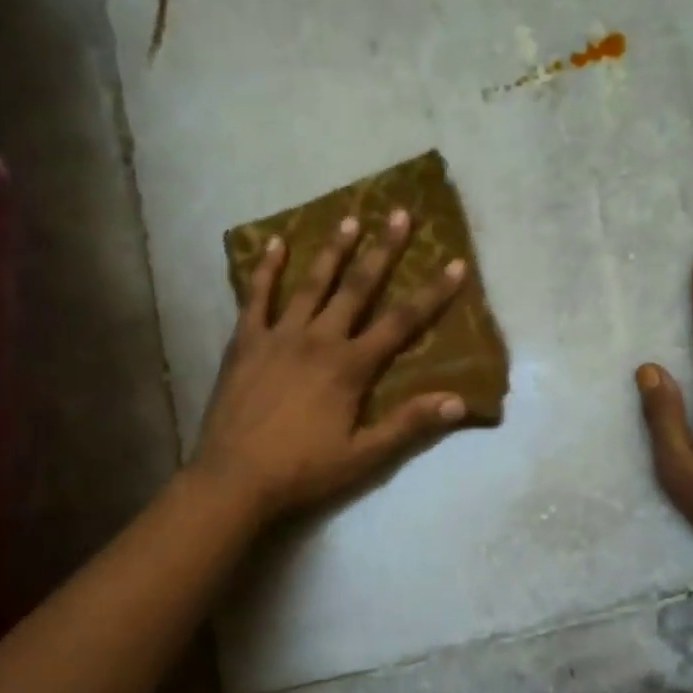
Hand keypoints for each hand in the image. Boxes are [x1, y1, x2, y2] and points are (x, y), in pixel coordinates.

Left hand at [193, 209, 469, 520]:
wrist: (234, 479)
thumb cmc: (303, 470)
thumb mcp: (364, 456)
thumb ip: (409, 424)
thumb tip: (458, 401)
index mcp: (350, 366)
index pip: (401, 321)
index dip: (432, 292)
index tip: (454, 263)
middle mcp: (318, 340)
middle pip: (357, 287)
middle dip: (383, 250)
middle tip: (400, 213)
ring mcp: (278, 336)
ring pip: (311, 284)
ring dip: (332, 251)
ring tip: (349, 219)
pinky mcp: (245, 342)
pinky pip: (256, 297)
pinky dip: (267, 269)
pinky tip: (276, 243)